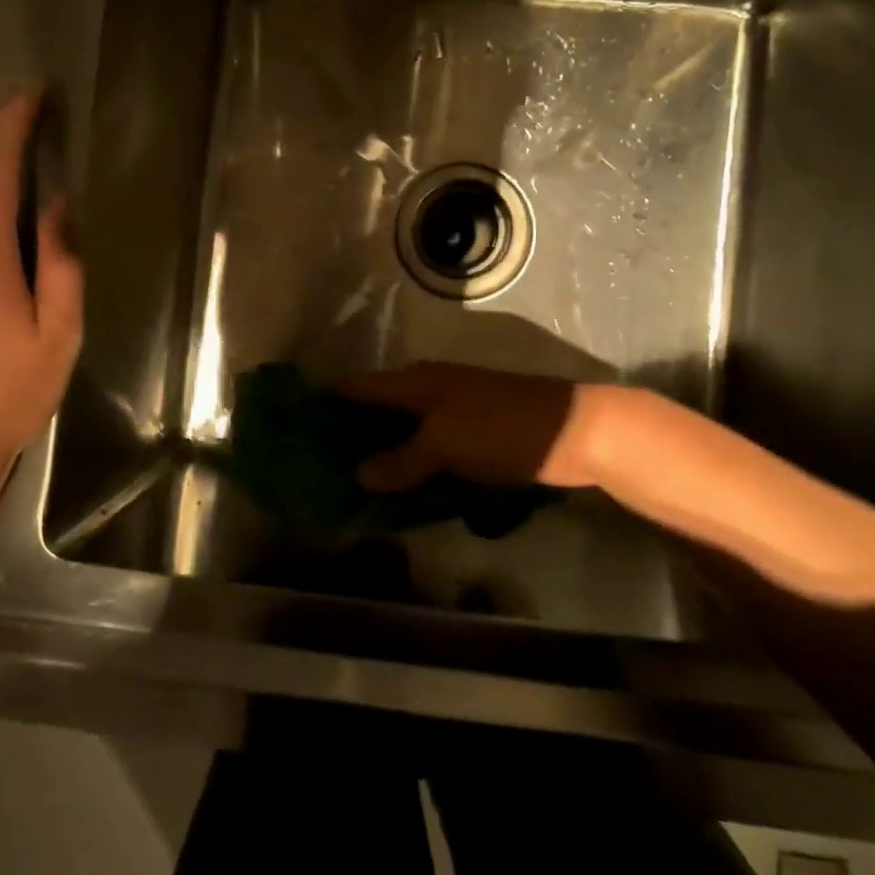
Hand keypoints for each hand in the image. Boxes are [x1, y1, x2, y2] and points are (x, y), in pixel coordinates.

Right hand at [334, 363, 611, 491]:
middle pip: (378, 411)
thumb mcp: (445, 443)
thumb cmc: (502, 429)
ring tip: (353, 487)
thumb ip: (401, 460)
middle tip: (320, 469)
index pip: (358, 388)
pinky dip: (414, 467)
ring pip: (404, 434)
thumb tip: (360, 474)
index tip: (297, 427)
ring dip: (383, 456)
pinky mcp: (473, 437)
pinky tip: (402, 492)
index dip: (328, 403)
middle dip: (351, 436)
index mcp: (416, 382)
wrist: (576, 433)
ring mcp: (452, 414)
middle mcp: (429, 392)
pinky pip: (430, 452)